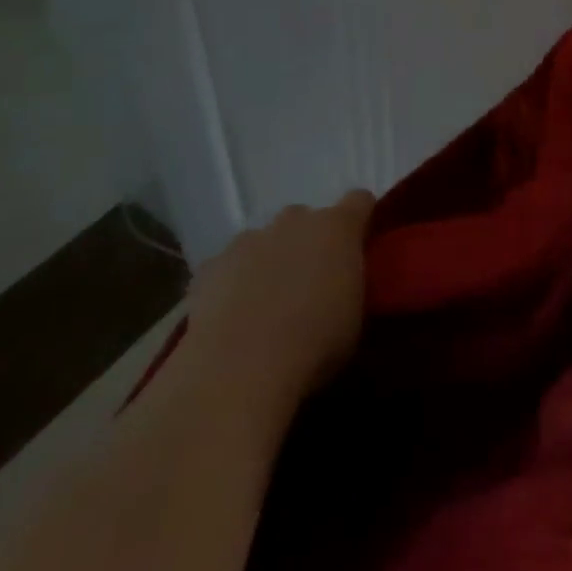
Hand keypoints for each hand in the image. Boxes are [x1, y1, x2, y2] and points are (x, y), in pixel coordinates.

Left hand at [180, 190, 374, 424]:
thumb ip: (351, 285)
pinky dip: (232, 283)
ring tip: (266, 304)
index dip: (361, 219)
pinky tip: (232, 317)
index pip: (359, 201)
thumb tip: (343, 284)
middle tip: (310, 282)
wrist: (237, 370)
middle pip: (307, 219)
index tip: (360, 244)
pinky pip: (227, 266)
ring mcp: (249, 240)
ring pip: (265, 240)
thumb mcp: (355, 317)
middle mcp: (294, 221)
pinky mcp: (211, 266)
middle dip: (309, 242)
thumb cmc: (314, 343)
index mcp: (338, 228)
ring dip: (270, 260)